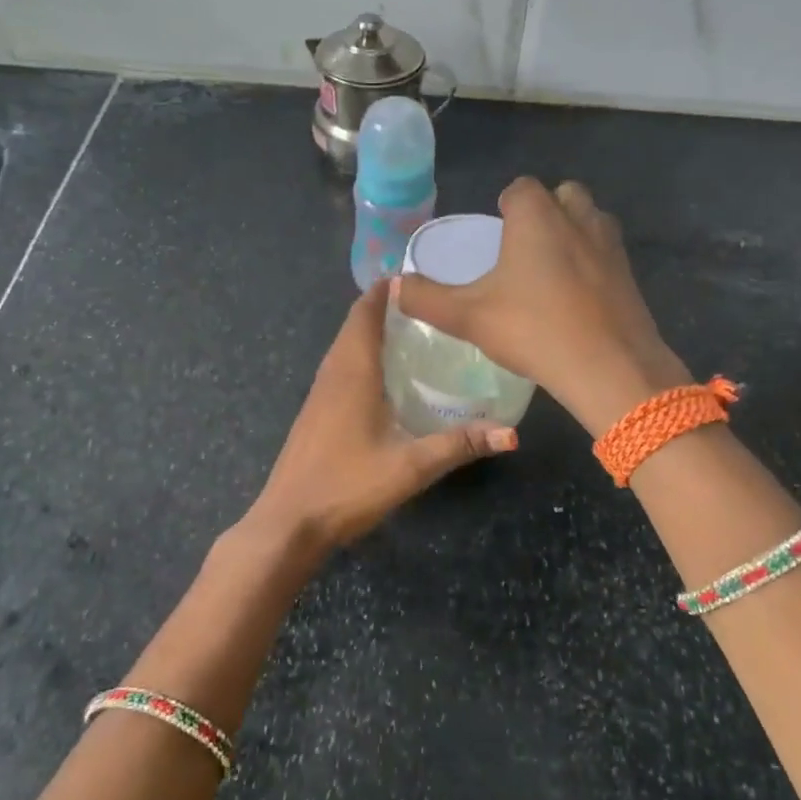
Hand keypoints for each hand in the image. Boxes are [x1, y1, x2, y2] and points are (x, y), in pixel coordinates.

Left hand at [246, 279, 516, 555]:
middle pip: (354, 324)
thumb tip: (511, 433)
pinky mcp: (315, 412)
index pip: (364, 312)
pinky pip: (340, 367)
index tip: (419, 277)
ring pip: (345, 346)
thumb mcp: (410, 466)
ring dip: (372, 331)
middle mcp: (332, 373)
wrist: (289, 523)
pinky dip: (362, 356)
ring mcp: (319, 393)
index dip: (386, 289)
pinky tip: (386, 377)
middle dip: (385, 306)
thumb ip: (460, 445)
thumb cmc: (347, 486)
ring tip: (414, 331)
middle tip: (429, 304)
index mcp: (352, 372)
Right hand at [393, 178, 688, 436]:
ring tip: (549, 272)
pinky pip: (606, 254)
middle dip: (543, 213)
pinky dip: (592, 264)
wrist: (610, 367)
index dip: (505, 207)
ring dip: (571, 234)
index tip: (495, 235)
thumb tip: (393, 286)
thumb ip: (426, 299)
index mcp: (537, 216)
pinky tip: (576, 299)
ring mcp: (611, 244)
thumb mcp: (468, 317)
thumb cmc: (534, 330)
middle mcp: (578, 217)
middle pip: (561, 196)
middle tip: (522, 251)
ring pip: (589, 221)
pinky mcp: (630, 274)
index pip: (520, 189)